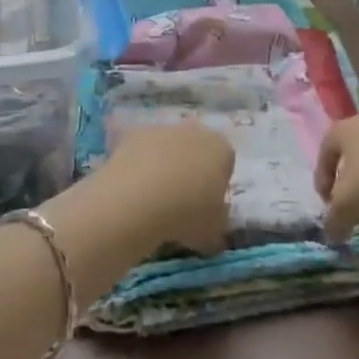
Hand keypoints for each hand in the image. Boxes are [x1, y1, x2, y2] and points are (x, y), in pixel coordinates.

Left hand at [97, 120, 235, 254]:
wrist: (138, 200)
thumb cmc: (187, 214)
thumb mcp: (215, 229)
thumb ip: (218, 218)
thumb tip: (214, 215)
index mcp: (221, 148)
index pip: (225, 162)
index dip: (217, 184)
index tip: (207, 206)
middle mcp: (194, 130)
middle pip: (196, 149)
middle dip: (190, 170)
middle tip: (181, 202)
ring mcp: (162, 129)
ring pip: (167, 148)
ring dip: (163, 166)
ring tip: (153, 201)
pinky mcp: (133, 135)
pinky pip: (141, 152)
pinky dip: (138, 167)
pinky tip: (133, 191)